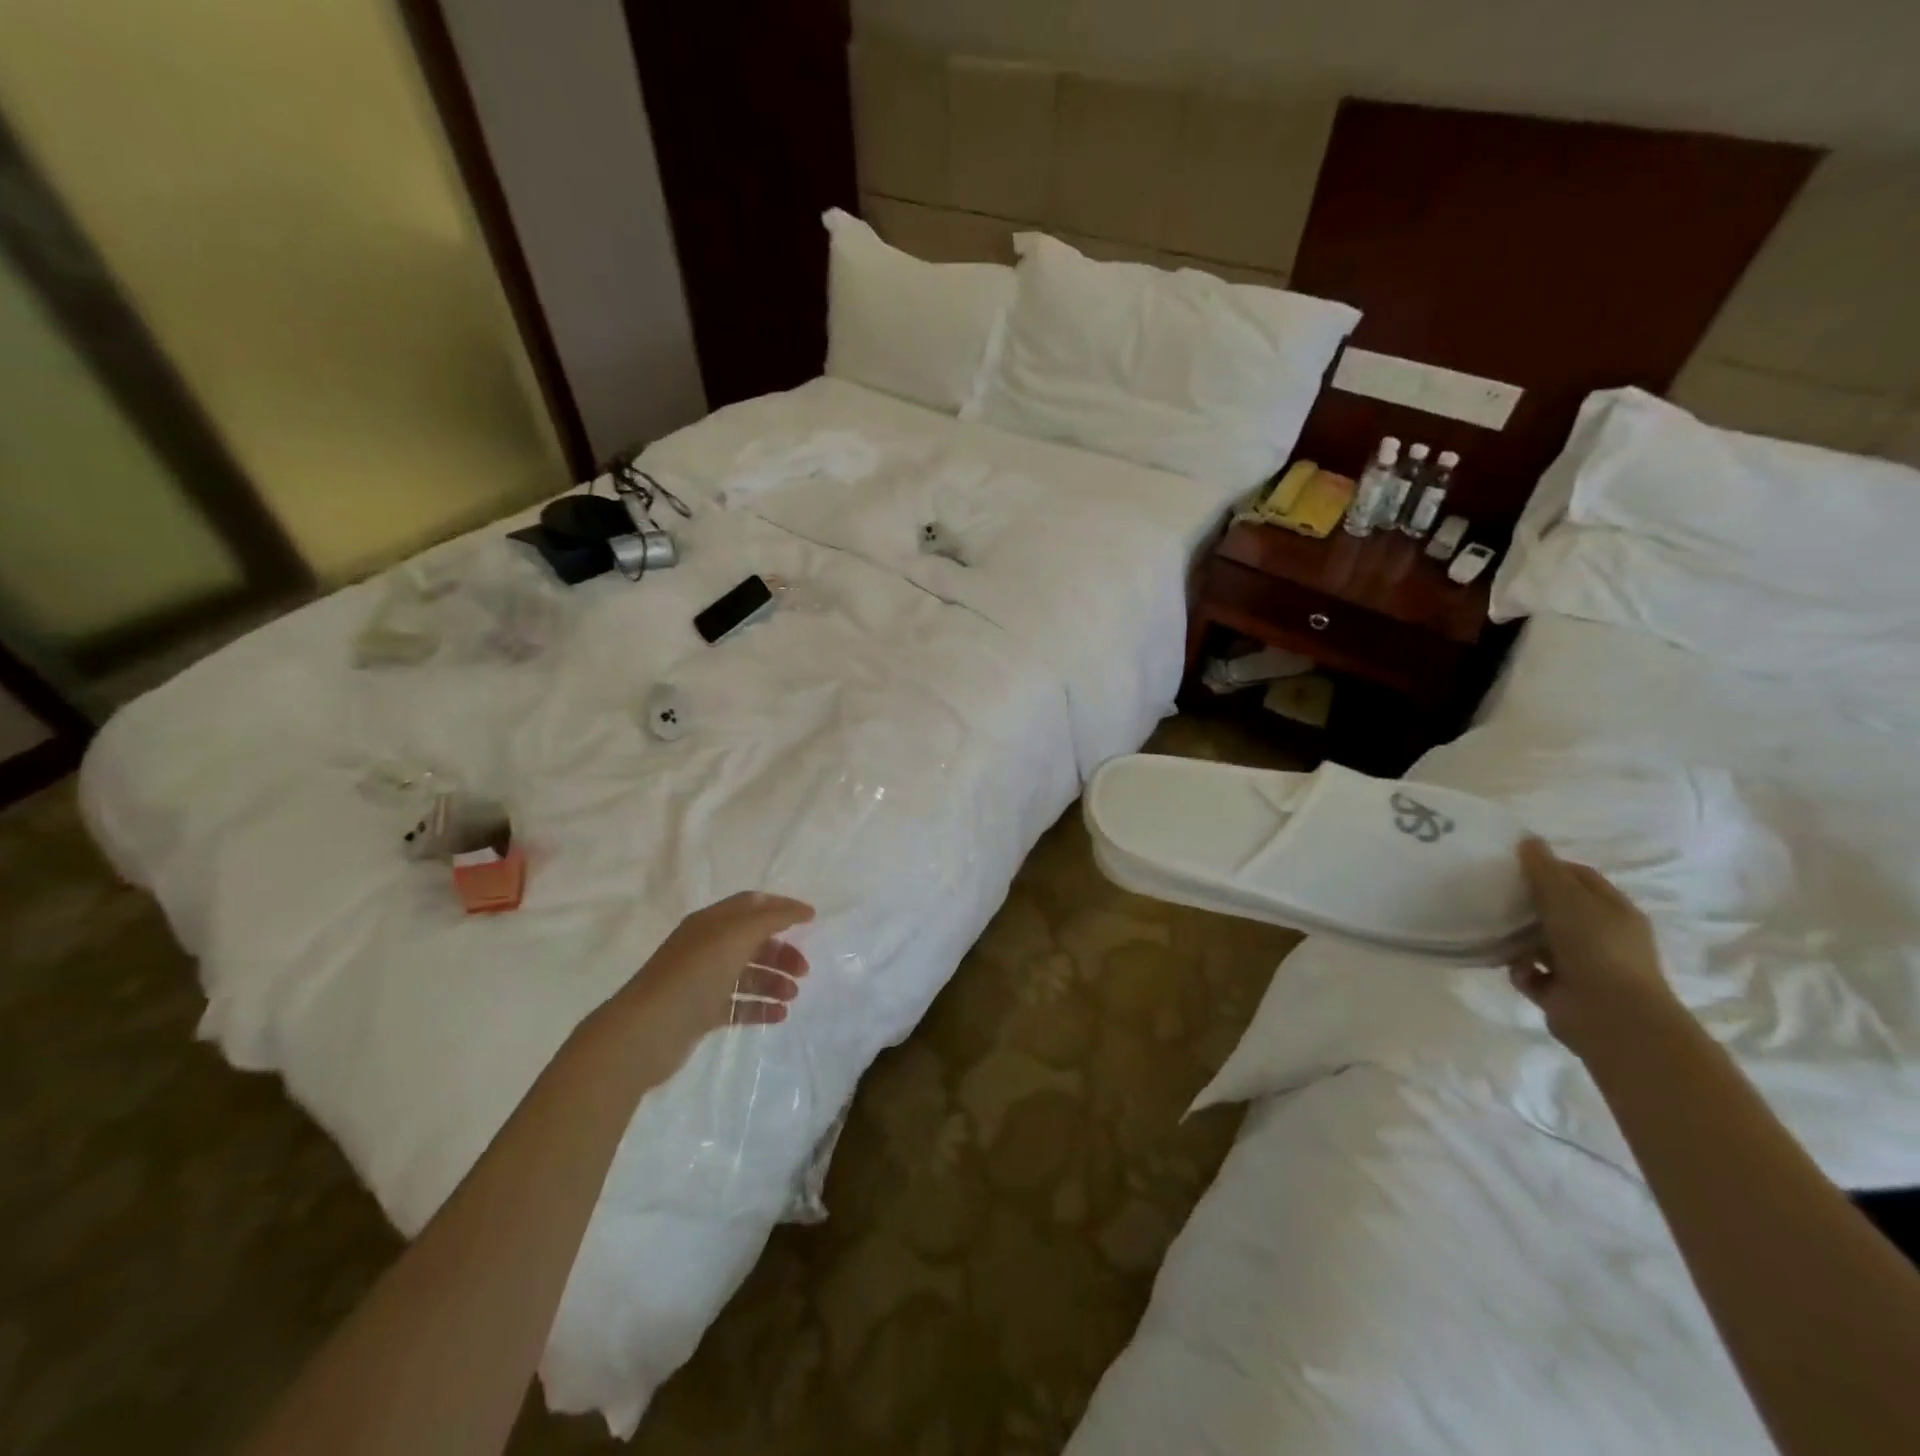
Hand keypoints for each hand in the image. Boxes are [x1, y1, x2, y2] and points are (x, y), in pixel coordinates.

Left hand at [608, 892, 813, 1074]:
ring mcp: (702, 981)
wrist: (645, 1032)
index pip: (751, 904)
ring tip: (791, 996)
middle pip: (752, 941)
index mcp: (711, 922)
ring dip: (774, 981)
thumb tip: (800, 911)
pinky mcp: (701, 1013)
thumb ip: (771, 919)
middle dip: (781, 951)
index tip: (811, 919)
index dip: (781, 907)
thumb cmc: (693, 975)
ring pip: (747, 974)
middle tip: (804, 970)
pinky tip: (779, 1016)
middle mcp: (706, 947)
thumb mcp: (735, 937)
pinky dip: (760, 1007)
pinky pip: (738, 1004)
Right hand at [1508, 837, 1680, 1059]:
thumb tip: (1528, 840)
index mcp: (1613, 911)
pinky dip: (1520, 969)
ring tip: (1493, 929)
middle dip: (1527, 903)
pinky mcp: (1562, 992)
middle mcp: (1602, 936)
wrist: (1611, 1016)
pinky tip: (1515, 968)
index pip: (1579, 878)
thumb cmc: (1594, 947)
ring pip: (1539, 941)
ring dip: (1517, 939)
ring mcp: (1583, 966)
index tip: (1512, 863)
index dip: (1548, 867)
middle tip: (1493, 892)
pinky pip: (1530, 972)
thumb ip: (1543, 869)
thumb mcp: (1566, 898)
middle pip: (1556, 909)